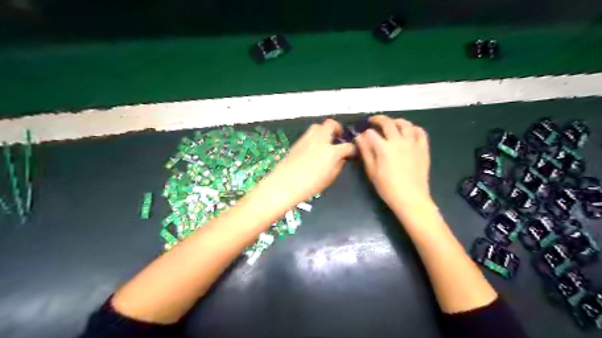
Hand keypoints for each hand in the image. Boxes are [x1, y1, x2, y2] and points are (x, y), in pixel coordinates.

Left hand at [252, 119, 352, 213]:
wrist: (284, 184)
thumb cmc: (309, 186)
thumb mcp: (329, 179)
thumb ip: (338, 166)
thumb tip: (341, 159)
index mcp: (331, 152)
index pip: (347, 146)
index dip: (352, 150)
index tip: (352, 153)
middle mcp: (320, 141)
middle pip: (331, 124)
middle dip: (338, 129)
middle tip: (339, 138)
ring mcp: (307, 139)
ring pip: (318, 126)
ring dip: (325, 130)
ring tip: (326, 141)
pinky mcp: (297, 142)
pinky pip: (309, 134)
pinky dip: (315, 136)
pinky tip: (314, 147)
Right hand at [354, 117, 435, 210]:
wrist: (411, 198)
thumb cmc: (387, 187)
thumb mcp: (372, 171)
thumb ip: (366, 152)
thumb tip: (359, 138)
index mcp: (384, 148)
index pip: (371, 133)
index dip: (364, 133)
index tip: (362, 136)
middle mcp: (398, 141)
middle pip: (387, 123)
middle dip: (378, 119)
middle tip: (373, 121)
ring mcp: (413, 143)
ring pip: (405, 123)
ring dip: (396, 121)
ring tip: (391, 124)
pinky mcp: (423, 148)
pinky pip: (420, 132)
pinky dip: (413, 128)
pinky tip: (409, 131)